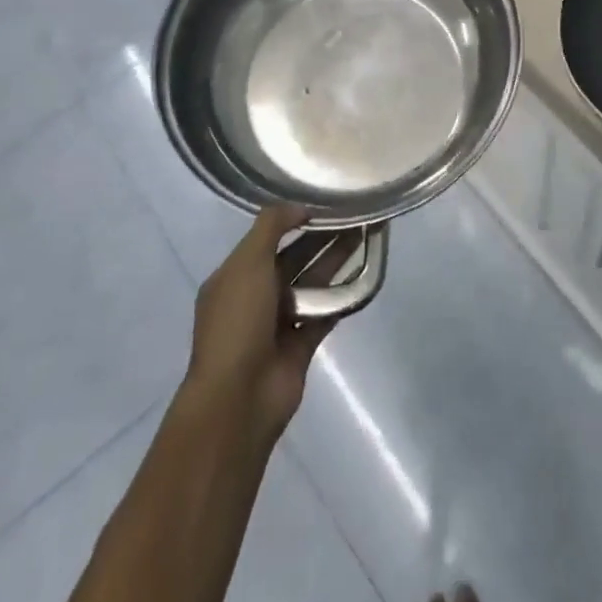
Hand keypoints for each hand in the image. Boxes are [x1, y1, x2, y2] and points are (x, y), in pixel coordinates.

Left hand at [185, 205, 342, 445]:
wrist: (239, 398)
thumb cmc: (238, 323)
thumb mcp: (247, 263)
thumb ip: (272, 227)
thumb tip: (300, 206)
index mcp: (235, 276)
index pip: (267, 239)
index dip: (294, 220)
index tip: (325, 202)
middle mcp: (256, 296)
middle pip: (294, 258)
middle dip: (322, 237)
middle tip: (355, 216)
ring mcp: (279, 322)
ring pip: (312, 283)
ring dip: (335, 261)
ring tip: (366, 236)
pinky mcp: (301, 344)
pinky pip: (325, 313)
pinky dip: (342, 296)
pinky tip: (365, 274)